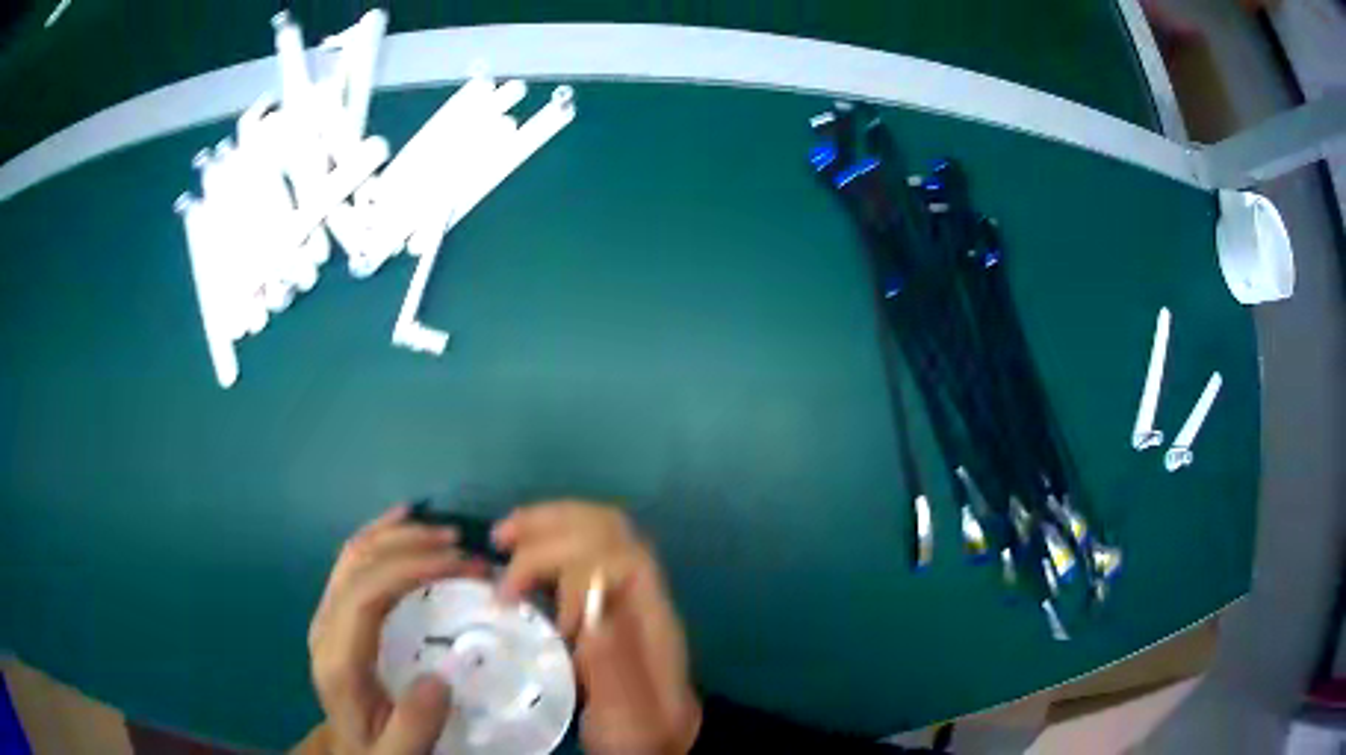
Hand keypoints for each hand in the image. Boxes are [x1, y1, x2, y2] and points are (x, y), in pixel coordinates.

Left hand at [308, 505, 481, 754]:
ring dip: (398, 535)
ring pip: (354, 554)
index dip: (410, 569)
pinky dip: (379, 534)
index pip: (365, 595)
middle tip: (465, 551)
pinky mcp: (335, 610)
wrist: (353, 750)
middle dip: (412, 546)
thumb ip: (415, 725)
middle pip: (359, 565)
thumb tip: (439, 677)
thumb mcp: (399, 754)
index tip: (461, 566)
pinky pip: (352, 560)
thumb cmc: (379, 748)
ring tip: (445, 534)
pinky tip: (402, 519)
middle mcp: (325, 626)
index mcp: (337, 660)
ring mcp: (327, 613)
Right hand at [493, 502, 701, 754]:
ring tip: (501, 540)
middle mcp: (642, 594)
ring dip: (546, 525)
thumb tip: (590, 603)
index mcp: (651, 618)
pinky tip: (518, 560)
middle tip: (499, 541)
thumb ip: (614, 664)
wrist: (659, 742)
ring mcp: (626, 593)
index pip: (620, 556)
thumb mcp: (628, 713)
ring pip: (595, 531)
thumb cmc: (640, 732)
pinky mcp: (605, 602)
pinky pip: (580, 552)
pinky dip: (545, 543)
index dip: (572, 567)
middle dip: (550, 524)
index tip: (539, 611)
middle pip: (608, 529)